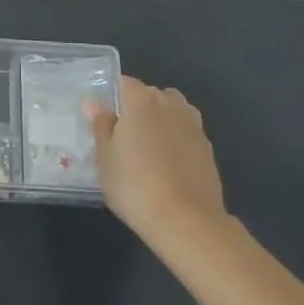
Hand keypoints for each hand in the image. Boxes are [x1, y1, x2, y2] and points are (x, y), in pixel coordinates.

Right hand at [88, 76, 225, 241]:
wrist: (186, 220)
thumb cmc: (134, 185)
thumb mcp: (104, 157)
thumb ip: (101, 125)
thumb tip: (95, 104)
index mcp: (141, 99)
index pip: (123, 83)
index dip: (112, 98)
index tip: (103, 120)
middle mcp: (170, 103)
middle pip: (149, 95)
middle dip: (136, 110)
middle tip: (123, 139)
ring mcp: (193, 124)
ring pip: (171, 112)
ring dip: (160, 123)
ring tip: (148, 151)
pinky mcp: (208, 147)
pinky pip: (186, 133)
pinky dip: (176, 141)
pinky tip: (168, 167)